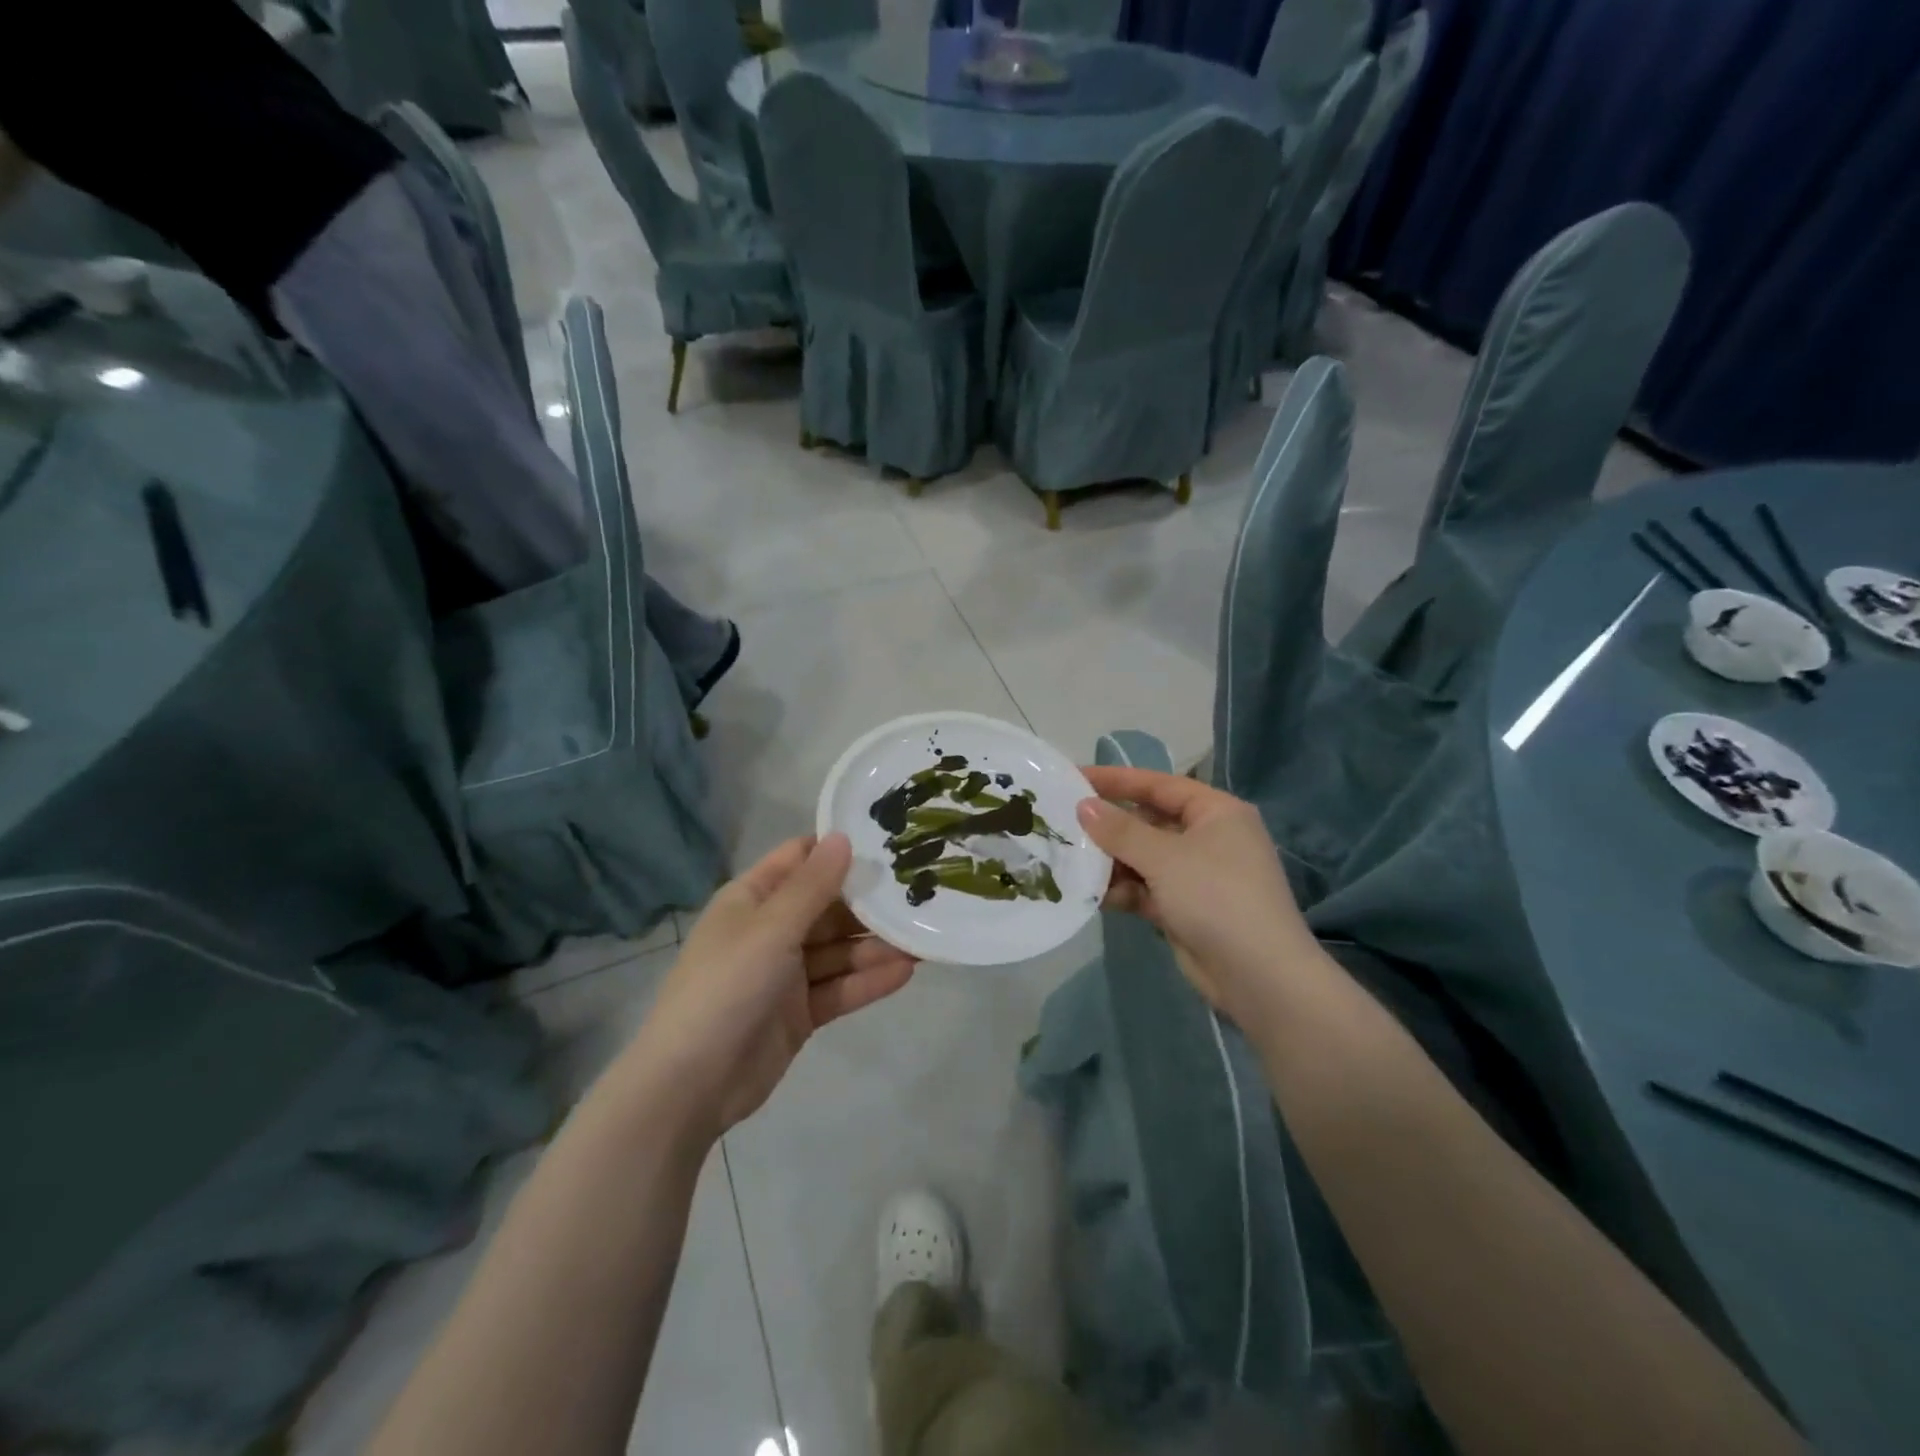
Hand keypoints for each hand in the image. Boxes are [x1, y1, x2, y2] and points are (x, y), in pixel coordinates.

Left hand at [625, 834, 916, 1139]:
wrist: (690, 1085)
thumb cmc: (726, 987)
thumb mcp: (771, 929)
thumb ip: (813, 886)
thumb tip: (843, 836)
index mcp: (752, 900)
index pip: (799, 860)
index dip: (838, 849)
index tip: (887, 840)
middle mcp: (770, 930)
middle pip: (827, 907)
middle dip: (868, 902)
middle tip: (920, 892)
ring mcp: (785, 974)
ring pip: (838, 951)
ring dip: (875, 945)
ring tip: (922, 938)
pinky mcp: (800, 1012)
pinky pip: (839, 988)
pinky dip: (868, 981)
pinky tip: (906, 972)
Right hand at [1077, 766, 1315, 1023]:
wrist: (1259, 977)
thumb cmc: (1216, 897)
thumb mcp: (1164, 857)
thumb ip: (1120, 830)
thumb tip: (1083, 806)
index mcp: (1216, 812)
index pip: (1158, 785)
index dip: (1116, 780)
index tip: (1074, 778)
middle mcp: (1209, 838)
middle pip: (1148, 822)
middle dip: (1109, 827)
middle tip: (1063, 824)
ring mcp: (1198, 876)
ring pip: (1144, 858)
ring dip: (1111, 862)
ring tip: (1071, 862)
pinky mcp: (1186, 908)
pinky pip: (1147, 889)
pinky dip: (1123, 890)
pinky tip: (1092, 894)